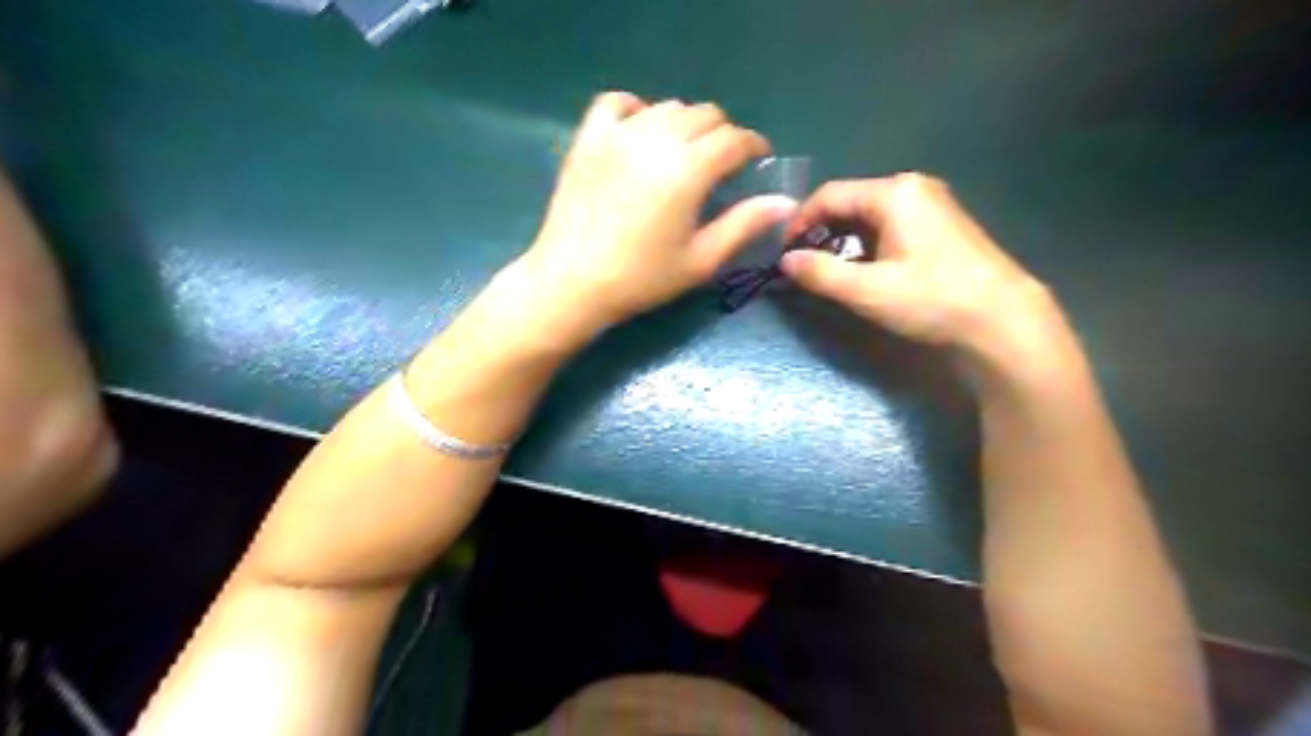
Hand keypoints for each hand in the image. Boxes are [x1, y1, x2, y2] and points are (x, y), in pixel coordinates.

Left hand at [524, 92, 799, 329]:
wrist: (573, 282)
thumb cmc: (641, 278)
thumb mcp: (700, 260)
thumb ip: (743, 225)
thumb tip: (784, 202)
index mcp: (688, 169)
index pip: (733, 140)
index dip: (753, 146)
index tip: (758, 160)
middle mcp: (656, 139)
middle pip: (704, 115)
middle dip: (722, 135)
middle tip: (722, 165)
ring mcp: (618, 134)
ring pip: (667, 106)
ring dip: (686, 123)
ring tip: (685, 152)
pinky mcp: (589, 138)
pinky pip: (617, 102)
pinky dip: (637, 108)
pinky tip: (641, 130)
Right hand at [776, 172, 1063, 372]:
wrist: (1003, 321)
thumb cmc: (933, 300)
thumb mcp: (868, 291)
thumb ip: (821, 273)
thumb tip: (785, 261)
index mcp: (895, 193)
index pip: (830, 195)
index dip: (799, 221)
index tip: (783, 252)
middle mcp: (913, 189)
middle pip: (850, 203)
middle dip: (821, 232)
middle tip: (803, 265)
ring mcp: (931, 206)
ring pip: (869, 216)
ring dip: (843, 241)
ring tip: (828, 272)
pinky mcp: (941, 227)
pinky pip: (889, 226)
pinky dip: (867, 245)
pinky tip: (863, 271)